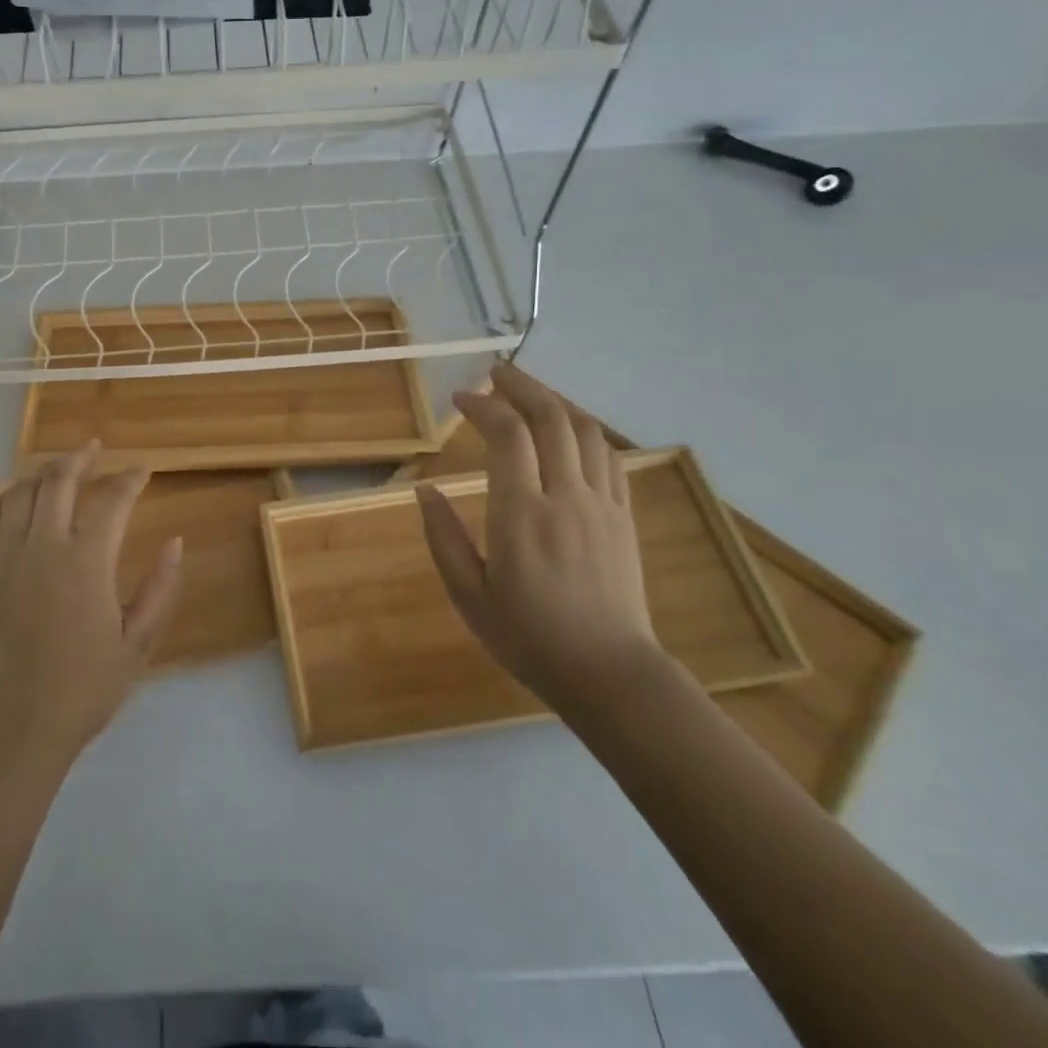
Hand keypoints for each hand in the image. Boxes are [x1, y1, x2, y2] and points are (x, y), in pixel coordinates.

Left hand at [0, 443, 182, 765]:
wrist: (15, 726)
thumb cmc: (85, 688)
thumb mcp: (138, 643)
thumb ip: (161, 588)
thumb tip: (176, 542)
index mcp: (88, 560)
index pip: (113, 500)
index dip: (131, 478)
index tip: (143, 469)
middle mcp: (44, 546)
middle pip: (60, 480)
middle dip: (81, 457)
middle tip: (94, 448)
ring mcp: (6, 557)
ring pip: (21, 492)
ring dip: (42, 472)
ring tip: (58, 467)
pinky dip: (3, 499)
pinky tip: (14, 497)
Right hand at [417, 362, 660, 714]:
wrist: (610, 674)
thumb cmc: (529, 638)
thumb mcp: (468, 596)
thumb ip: (442, 537)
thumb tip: (423, 490)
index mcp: (521, 515)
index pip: (507, 435)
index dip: (482, 406)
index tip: (459, 400)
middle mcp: (565, 498)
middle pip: (550, 418)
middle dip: (520, 386)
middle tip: (495, 374)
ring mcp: (601, 504)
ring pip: (584, 430)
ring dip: (555, 401)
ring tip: (528, 394)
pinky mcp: (624, 516)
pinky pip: (609, 457)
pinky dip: (584, 431)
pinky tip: (567, 431)